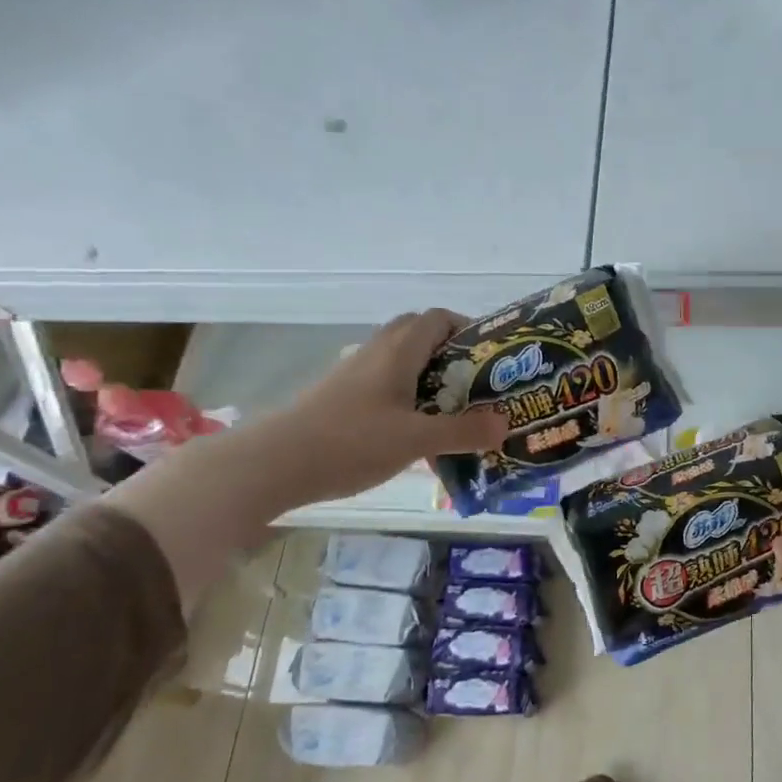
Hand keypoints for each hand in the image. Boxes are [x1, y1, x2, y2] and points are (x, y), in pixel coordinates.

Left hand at [272, 309, 508, 503]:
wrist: (275, 463)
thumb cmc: (350, 442)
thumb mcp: (415, 440)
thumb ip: (462, 432)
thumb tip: (506, 424)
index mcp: (398, 352)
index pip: (438, 318)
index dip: (467, 329)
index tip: (490, 359)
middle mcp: (376, 353)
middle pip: (418, 334)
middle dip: (450, 353)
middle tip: (474, 384)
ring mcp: (353, 374)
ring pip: (399, 360)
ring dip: (427, 375)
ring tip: (451, 409)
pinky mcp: (339, 397)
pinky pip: (383, 383)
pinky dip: (405, 395)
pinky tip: (412, 430)